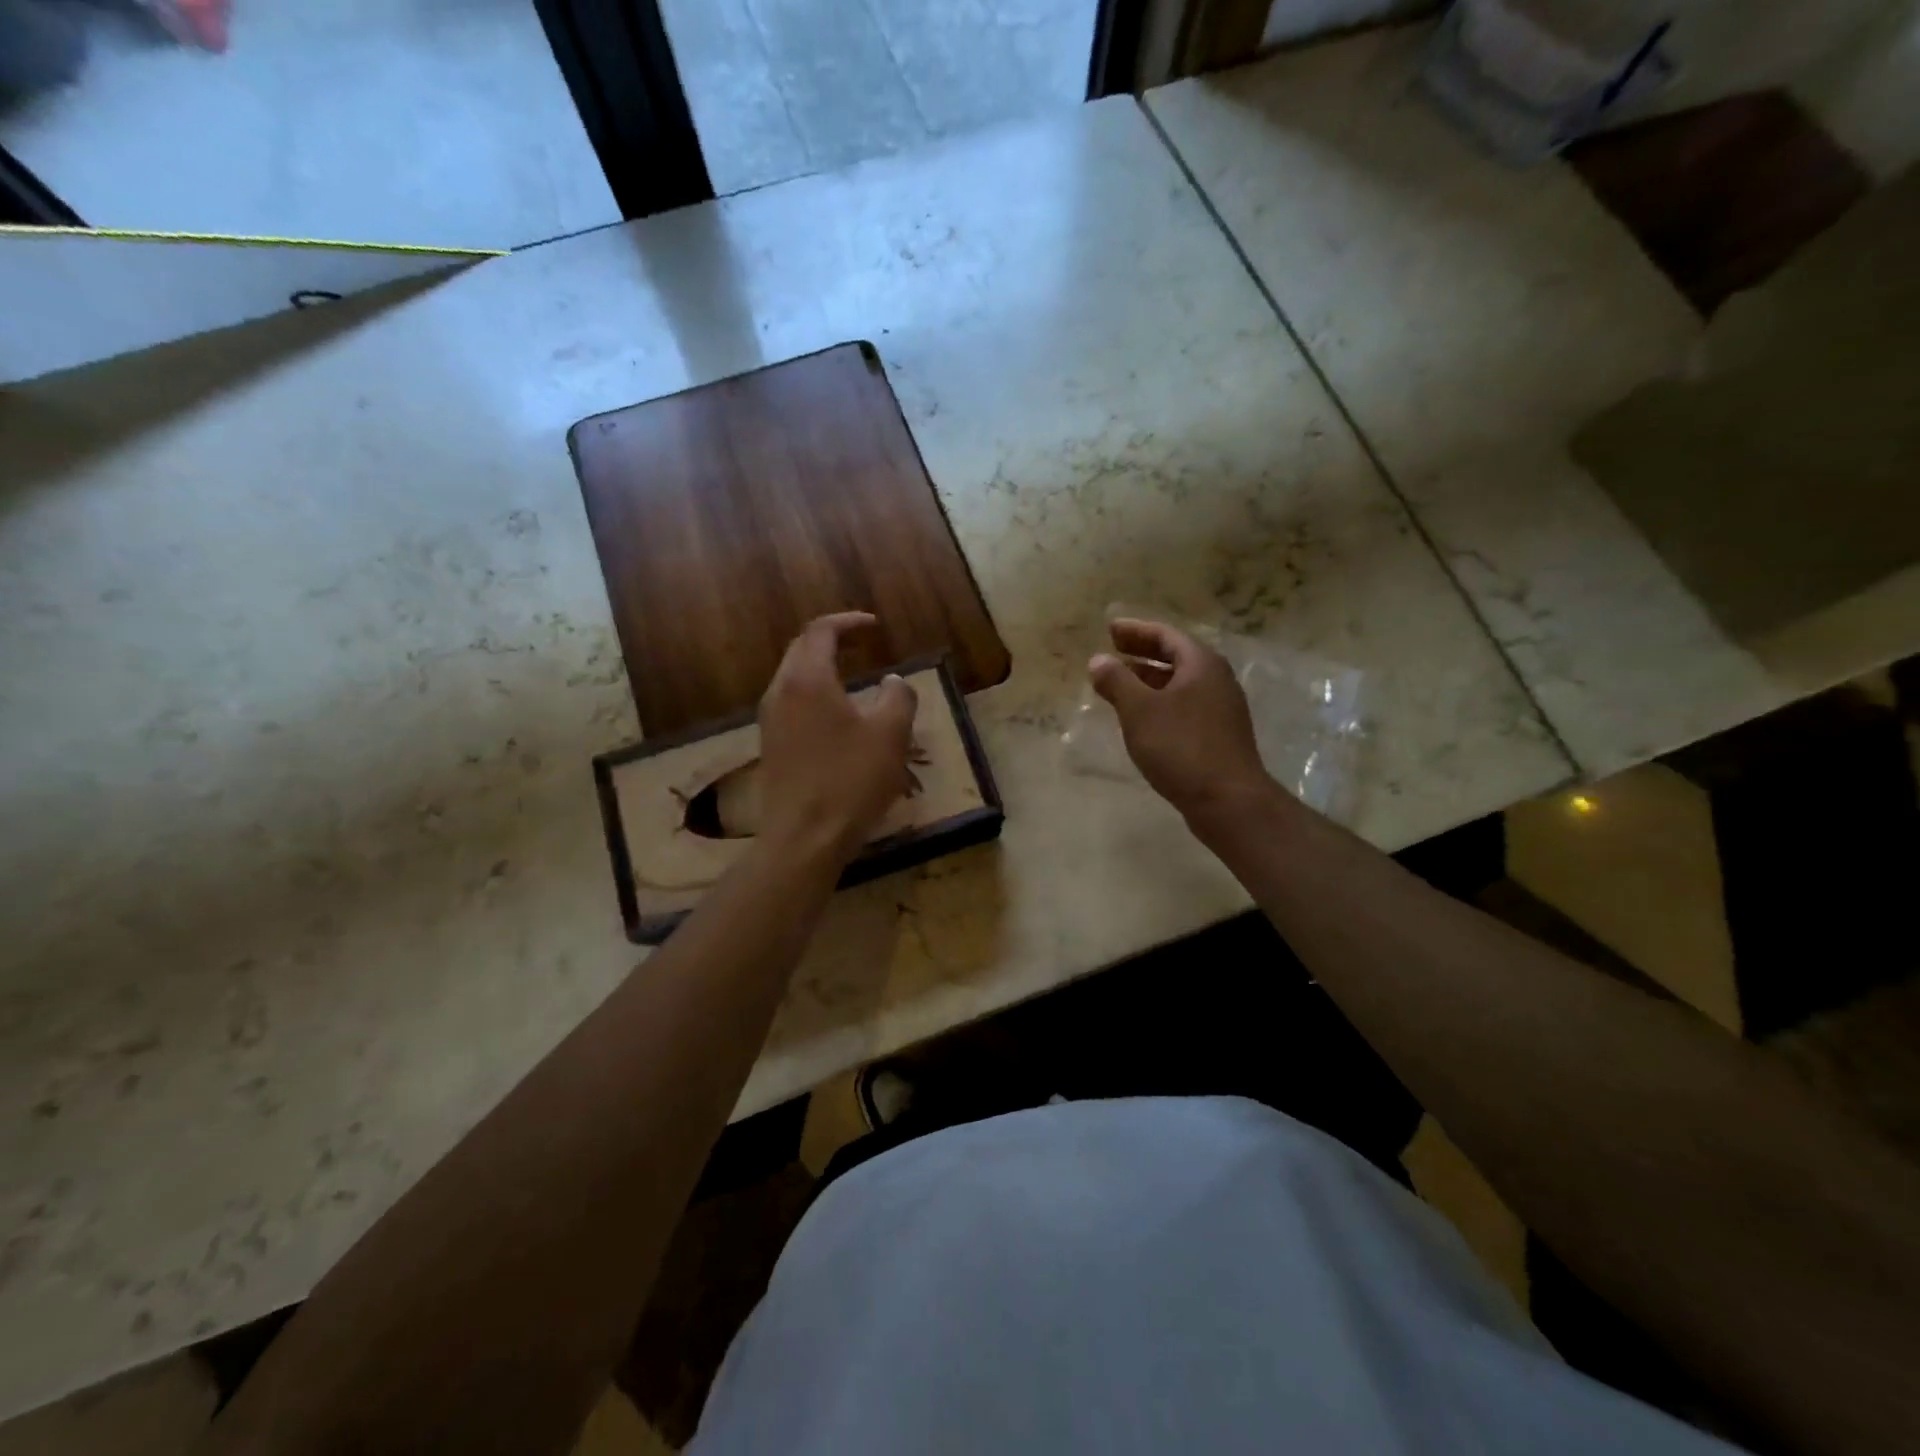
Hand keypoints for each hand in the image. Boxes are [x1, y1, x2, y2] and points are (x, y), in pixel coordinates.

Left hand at [757, 612, 917, 865]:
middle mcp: (780, 692)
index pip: (820, 631)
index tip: (875, 627)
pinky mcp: (771, 746)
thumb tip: (894, 682)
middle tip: (862, 644)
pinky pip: (790, 702)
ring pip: (793, 677)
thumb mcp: (890, 735)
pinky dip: (813, 693)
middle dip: (832, 640)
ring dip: (821, 667)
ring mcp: (770, 721)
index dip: (849, 622)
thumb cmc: (850, 781)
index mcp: (807, 679)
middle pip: (801, 649)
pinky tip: (835, 715)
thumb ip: (898, 698)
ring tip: (852, 676)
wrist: (804, 838)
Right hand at [1088, 618, 1272, 823]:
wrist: (1228, 800)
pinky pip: (1184, 706)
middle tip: (1112, 651)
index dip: (1136, 630)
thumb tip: (1098, 660)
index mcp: (1201, 665)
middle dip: (1142, 654)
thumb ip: (1117, 681)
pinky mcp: (1218, 735)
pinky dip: (1159, 703)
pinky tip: (1141, 718)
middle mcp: (1216, 680)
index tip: (1110, 629)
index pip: (1166, 635)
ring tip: (1119, 684)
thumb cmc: (1181, 747)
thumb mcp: (1140, 710)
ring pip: (1179, 684)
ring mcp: (1220, 710)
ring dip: (1149, 680)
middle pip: (1176, 657)